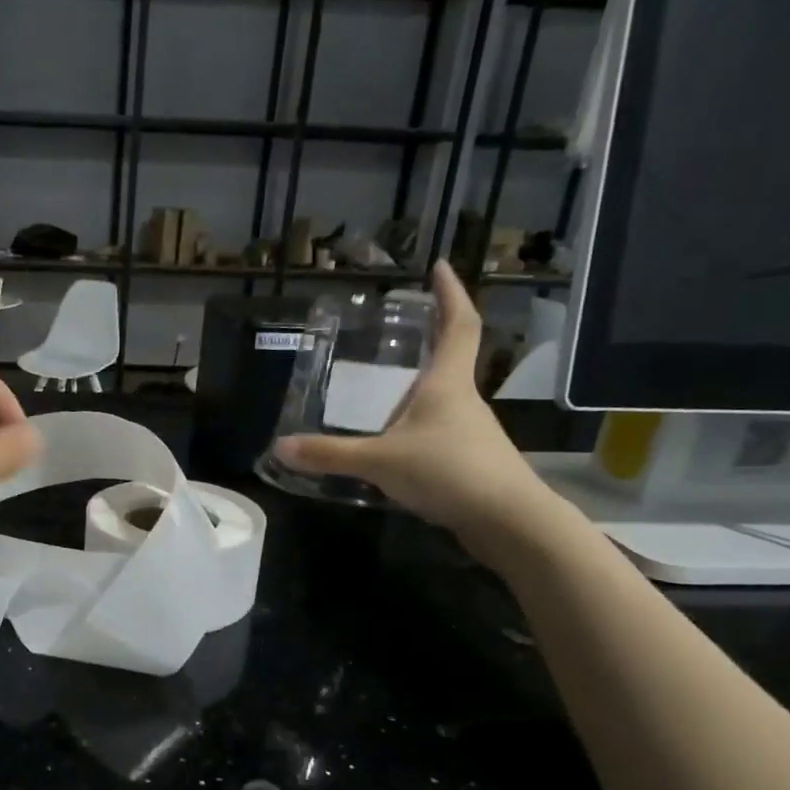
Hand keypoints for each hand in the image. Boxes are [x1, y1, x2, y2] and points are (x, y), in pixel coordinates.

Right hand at [272, 261, 561, 555]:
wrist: (508, 520)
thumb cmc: (449, 471)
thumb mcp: (380, 461)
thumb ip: (330, 454)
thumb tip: (280, 447)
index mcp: (447, 384)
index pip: (459, 325)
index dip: (451, 294)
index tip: (439, 268)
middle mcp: (463, 400)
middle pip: (450, 359)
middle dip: (429, 341)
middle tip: (396, 333)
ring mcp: (471, 431)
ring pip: (443, 400)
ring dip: (419, 389)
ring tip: (382, 392)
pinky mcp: (470, 460)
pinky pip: (439, 432)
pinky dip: (417, 427)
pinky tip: (395, 444)